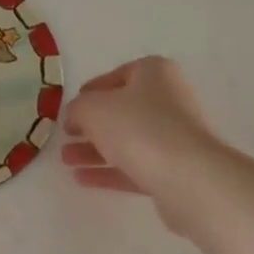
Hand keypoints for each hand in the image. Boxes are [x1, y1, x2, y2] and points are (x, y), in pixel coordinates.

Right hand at [60, 57, 220, 232]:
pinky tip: (82, 179)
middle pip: (122, 111)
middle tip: (66, 136)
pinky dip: (109, 171)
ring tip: (66, 160)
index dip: (92, 90)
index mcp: (154, 74)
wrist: (188, 177)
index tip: (71, 108)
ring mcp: (174, 137)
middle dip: (91, 125)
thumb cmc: (138, 127)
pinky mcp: (174, 170)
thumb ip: (77, 108)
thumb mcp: (93, 108)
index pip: (119, 75)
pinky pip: (135, 167)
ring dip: (95, 150)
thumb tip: (77, 115)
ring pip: (127, 141)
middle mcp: (169, 100)